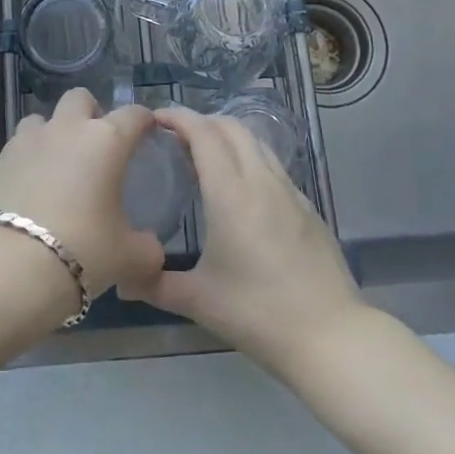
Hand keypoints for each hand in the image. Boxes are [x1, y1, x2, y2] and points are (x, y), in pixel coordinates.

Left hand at [0, 89, 165, 302]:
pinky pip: (18, 146)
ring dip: (53, 132)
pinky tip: (30, 187)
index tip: (147, 133)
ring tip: (57, 164)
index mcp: (106, 141)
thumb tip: (151, 247)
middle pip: (80, 98)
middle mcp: (67, 129)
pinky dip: (27, 158)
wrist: (13, 266)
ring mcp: (28, 140)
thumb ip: (147, 247)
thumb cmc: (83, 251)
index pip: (133, 115)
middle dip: (90, 113)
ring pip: (43, 118)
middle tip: (96, 145)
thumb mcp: (129, 257)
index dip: (143, 121)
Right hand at [124, 107, 363, 381]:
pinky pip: (273, 165)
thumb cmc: (258, 314)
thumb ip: (156, 284)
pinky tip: (240, 188)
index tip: (155, 118)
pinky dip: (249, 158)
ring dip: (228, 136)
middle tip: (176, 137)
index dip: (178, 117)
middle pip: (231, 127)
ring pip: (256, 142)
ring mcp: (290, 191)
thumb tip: (123, 278)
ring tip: (205, 157)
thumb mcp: (199, 301)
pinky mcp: (307, 207)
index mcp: (231, 193)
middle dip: (202, 122)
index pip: (203, 133)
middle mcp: (261, 180)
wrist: (331, 336)